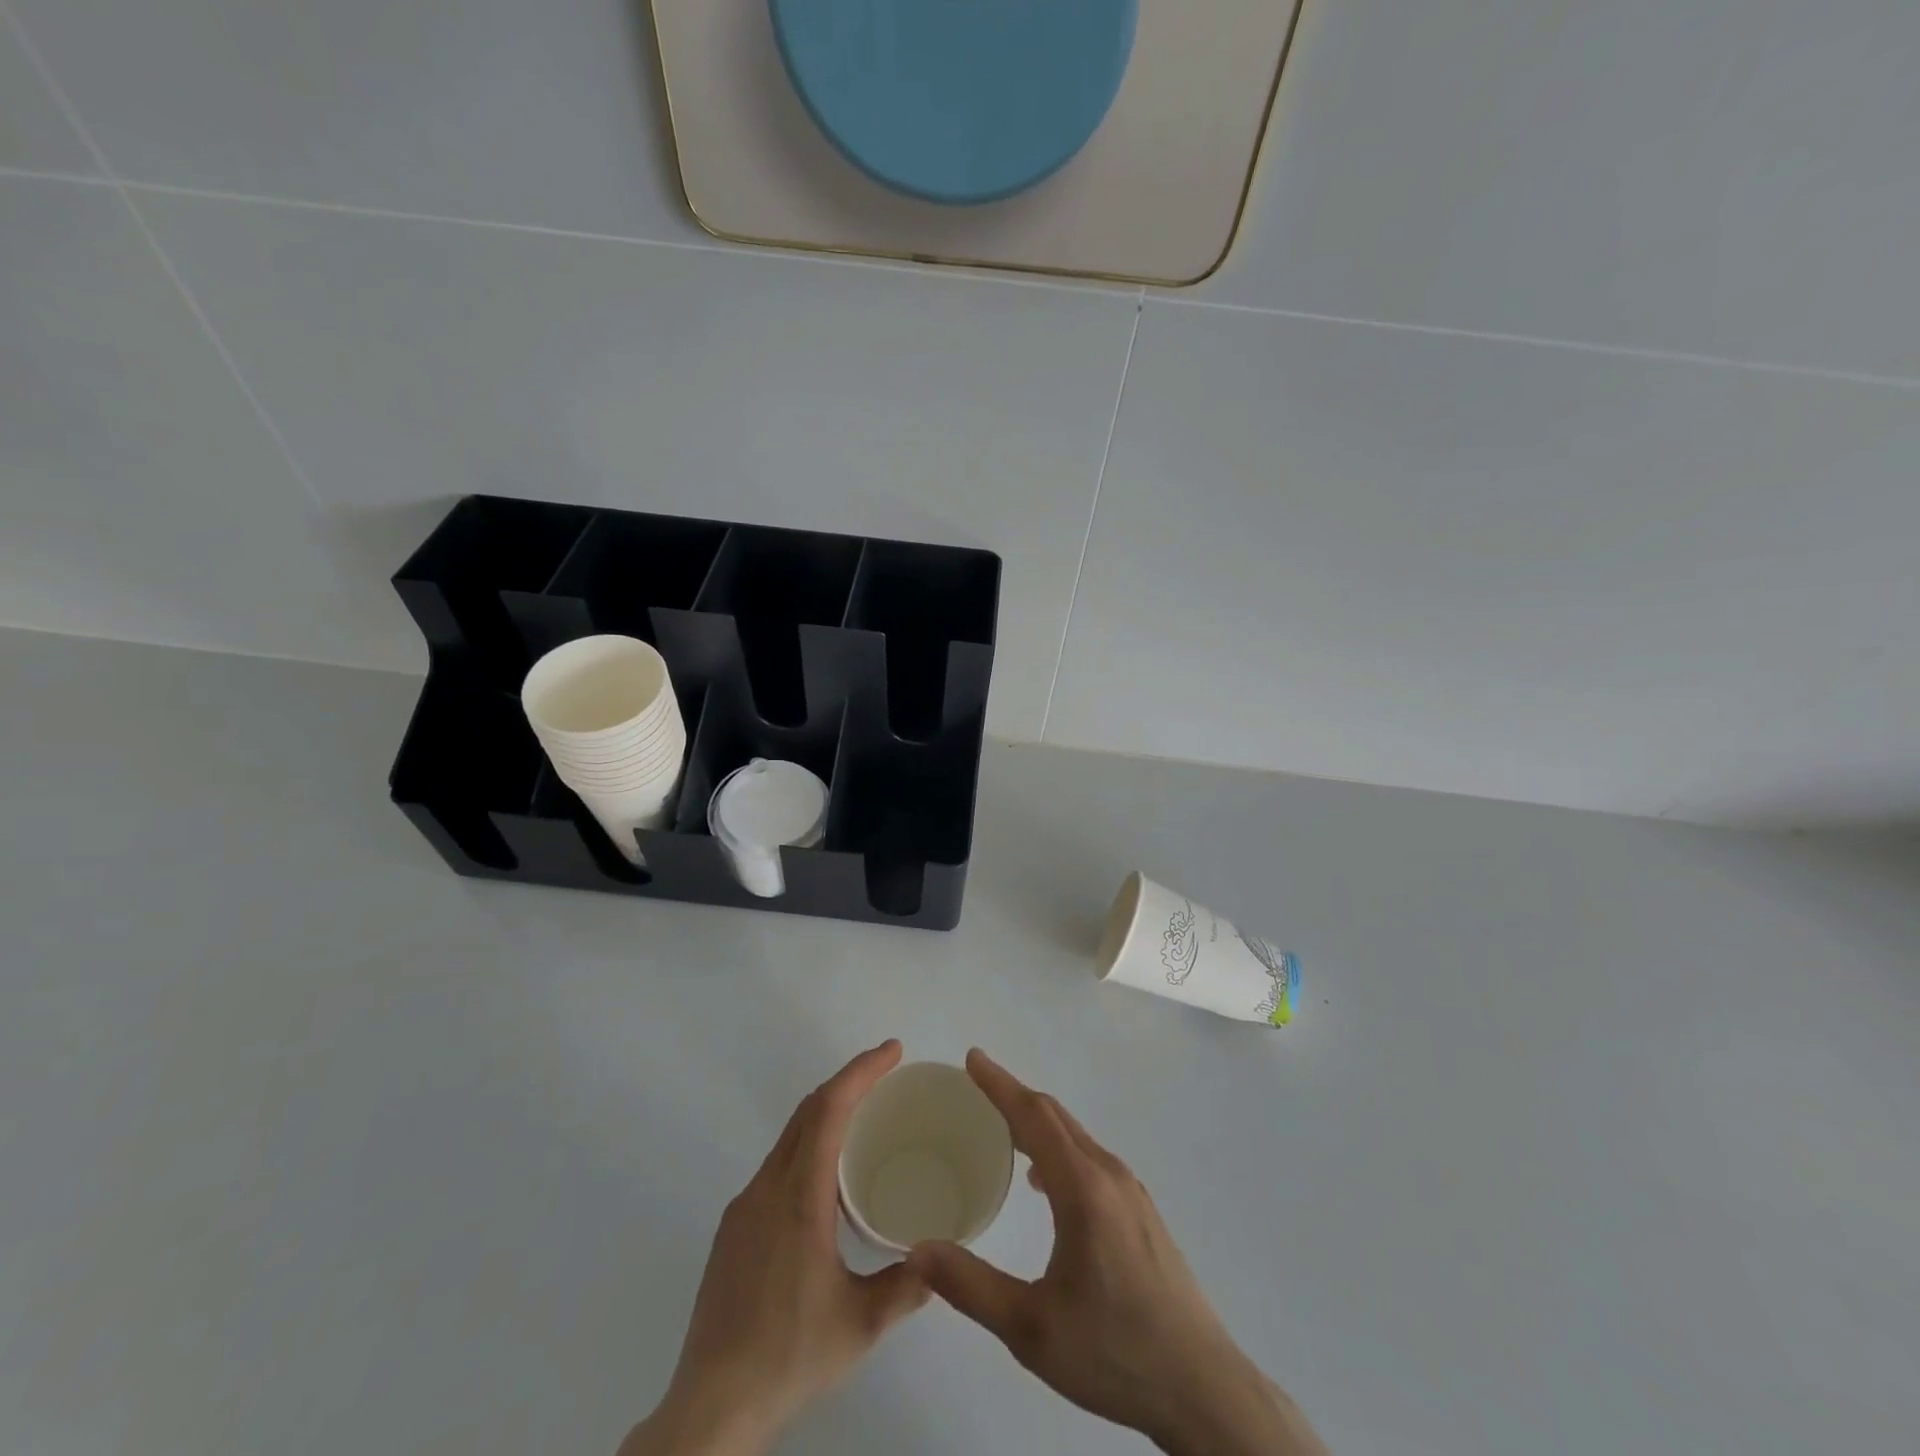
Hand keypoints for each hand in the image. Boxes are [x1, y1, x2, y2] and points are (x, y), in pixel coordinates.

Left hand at [622, 1041, 928, 1455]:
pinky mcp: (733, 1229)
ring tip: (864, 1119)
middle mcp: (767, 1188)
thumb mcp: (860, 1324)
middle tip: (887, 1073)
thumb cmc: (789, 1356)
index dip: (861, 1071)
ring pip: (789, 1136)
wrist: (710, 1408)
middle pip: (808, 1111)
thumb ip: (906, 1286)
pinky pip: (776, 1165)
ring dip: (826, 1113)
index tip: (892, 1051)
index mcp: (799, 1198)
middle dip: (848, 1081)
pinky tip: (826, 1180)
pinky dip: (808, 1146)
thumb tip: (940, 1259)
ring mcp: (744, 1207)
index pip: (829, 1109)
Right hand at [909, 1051, 1327, 1455]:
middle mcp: (1109, 1174)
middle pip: (1055, 1117)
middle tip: (975, 1086)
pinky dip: (1058, 1147)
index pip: (1034, 1116)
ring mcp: (1131, 1191)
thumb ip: (971, 1286)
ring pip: (1075, 1136)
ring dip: (1036, 1122)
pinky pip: (1089, 1157)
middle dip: (1014, 1095)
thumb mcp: (1032, 1330)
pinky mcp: (1141, 1210)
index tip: (972, 1058)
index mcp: (1083, 1189)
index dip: (1000, 1084)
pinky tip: (1043, 1182)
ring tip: (1000, 1129)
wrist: (1202, 1387)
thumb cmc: (1114, 1353)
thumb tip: (917, 1249)